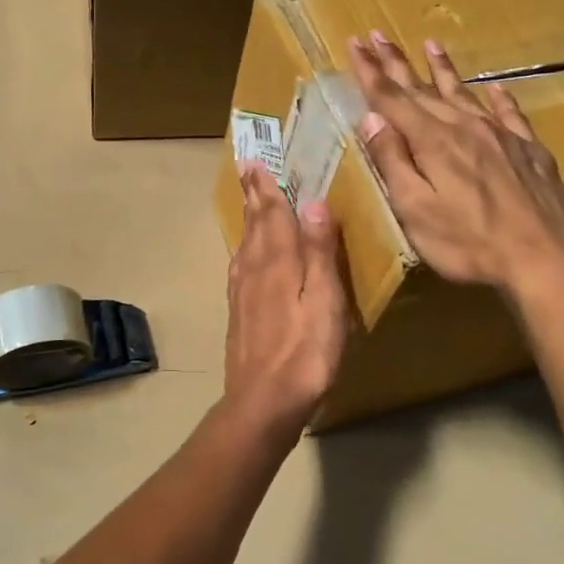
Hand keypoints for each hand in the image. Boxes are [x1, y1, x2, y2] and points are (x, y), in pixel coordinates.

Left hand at [222, 163, 348, 433]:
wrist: (264, 401)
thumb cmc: (305, 352)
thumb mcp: (325, 300)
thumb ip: (319, 252)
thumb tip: (314, 203)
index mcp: (278, 262)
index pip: (272, 215)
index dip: (266, 188)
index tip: (255, 162)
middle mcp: (255, 270)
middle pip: (254, 225)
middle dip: (253, 196)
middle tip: (246, 170)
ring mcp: (243, 293)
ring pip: (245, 245)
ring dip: (249, 220)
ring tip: (250, 202)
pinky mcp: (239, 313)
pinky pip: (241, 268)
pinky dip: (244, 250)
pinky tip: (245, 256)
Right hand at [348, 31, 563, 290]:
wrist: (545, 258)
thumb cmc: (469, 243)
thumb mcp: (415, 210)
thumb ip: (393, 162)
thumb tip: (371, 120)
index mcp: (432, 141)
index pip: (392, 98)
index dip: (370, 71)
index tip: (355, 43)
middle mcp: (465, 127)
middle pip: (423, 88)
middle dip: (397, 62)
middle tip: (378, 35)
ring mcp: (501, 136)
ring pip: (464, 93)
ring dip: (443, 69)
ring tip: (430, 45)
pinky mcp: (530, 150)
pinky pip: (510, 113)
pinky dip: (498, 98)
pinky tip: (495, 88)